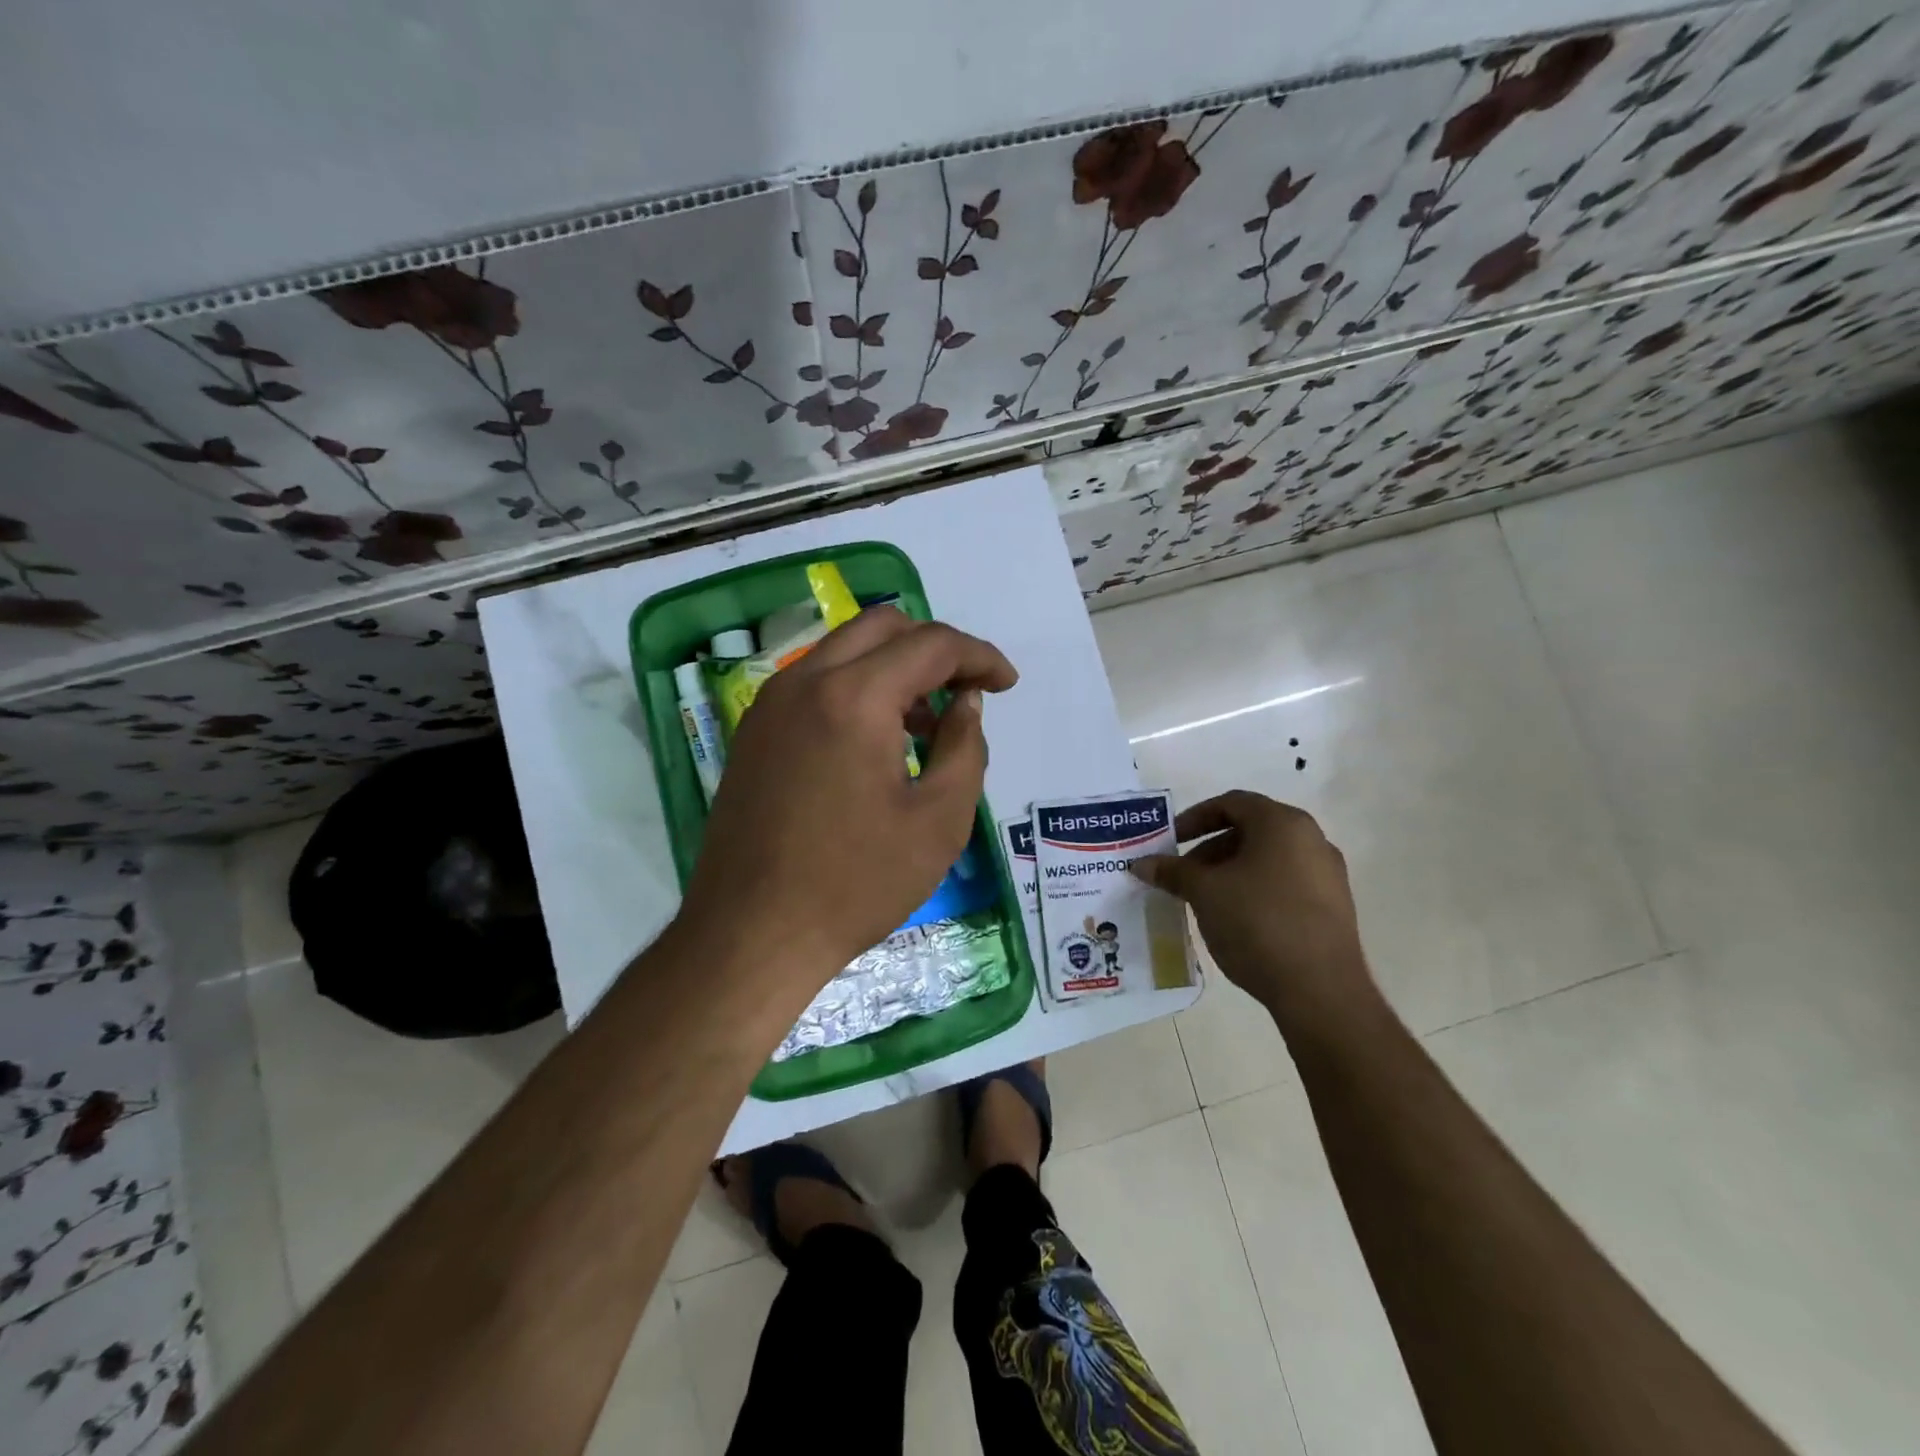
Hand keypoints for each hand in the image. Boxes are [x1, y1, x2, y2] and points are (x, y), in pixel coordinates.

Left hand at [677, 607, 1017, 993]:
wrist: (753, 933)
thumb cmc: (857, 883)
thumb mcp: (939, 820)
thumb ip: (964, 746)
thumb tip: (965, 703)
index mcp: (853, 697)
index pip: (931, 644)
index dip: (980, 657)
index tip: (1006, 685)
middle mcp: (805, 681)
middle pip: (882, 626)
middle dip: (934, 647)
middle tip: (965, 691)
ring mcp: (771, 704)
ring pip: (844, 650)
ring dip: (894, 666)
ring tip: (926, 723)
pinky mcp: (755, 731)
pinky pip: (816, 683)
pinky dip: (857, 688)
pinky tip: (877, 741)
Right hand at [1131, 791, 1378, 1039]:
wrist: (1320, 990)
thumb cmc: (1258, 923)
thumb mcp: (1204, 893)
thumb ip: (1172, 872)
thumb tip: (1141, 864)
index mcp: (1282, 823)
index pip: (1231, 803)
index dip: (1194, 818)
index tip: (1170, 841)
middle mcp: (1312, 839)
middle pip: (1250, 830)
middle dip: (1210, 849)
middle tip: (1182, 874)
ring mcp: (1327, 874)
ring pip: (1267, 859)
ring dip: (1230, 871)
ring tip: (1205, 899)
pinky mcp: (1333, 907)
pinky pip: (1285, 884)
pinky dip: (1255, 890)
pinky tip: (1236, 920)